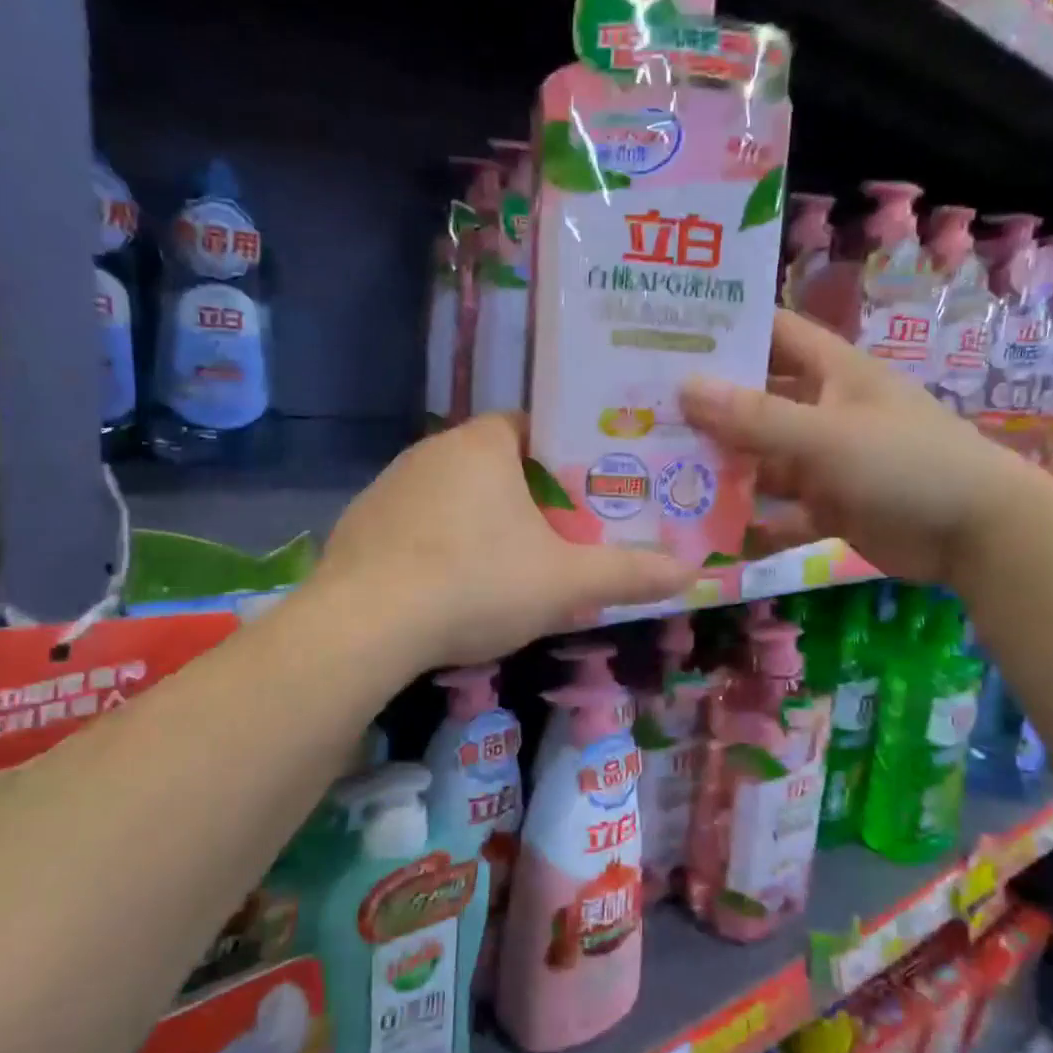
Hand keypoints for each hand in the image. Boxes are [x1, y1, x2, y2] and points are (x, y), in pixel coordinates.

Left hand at [315, 414, 697, 669]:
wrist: (365, 626)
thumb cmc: (476, 583)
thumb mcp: (564, 583)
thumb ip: (628, 574)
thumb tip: (692, 573)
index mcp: (482, 444)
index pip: (532, 426)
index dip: (564, 454)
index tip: (586, 490)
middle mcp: (431, 451)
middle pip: (494, 461)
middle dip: (527, 494)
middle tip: (559, 534)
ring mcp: (389, 486)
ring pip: (452, 494)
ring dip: (480, 520)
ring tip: (508, 565)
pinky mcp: (360, 524)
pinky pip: (415, 524)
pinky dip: (438, 544)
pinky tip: (448, 586)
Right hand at [681, 311, 1045, 584]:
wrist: (979, 534)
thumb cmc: (906, 463)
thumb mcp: (826, 435)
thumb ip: (756, 417)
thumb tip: (685, 388)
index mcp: (833, 373)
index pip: (775, 335)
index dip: (730, 331)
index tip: (671, 336)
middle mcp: (826, 411)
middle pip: (757, 401)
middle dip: (710, 408)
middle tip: (646, 413)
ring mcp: (827, 461)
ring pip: (763, 460)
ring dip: (724, 470)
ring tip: (664, 475)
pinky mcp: (831, 506)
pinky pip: (781, 512)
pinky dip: (754, 525)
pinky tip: (714, 536)